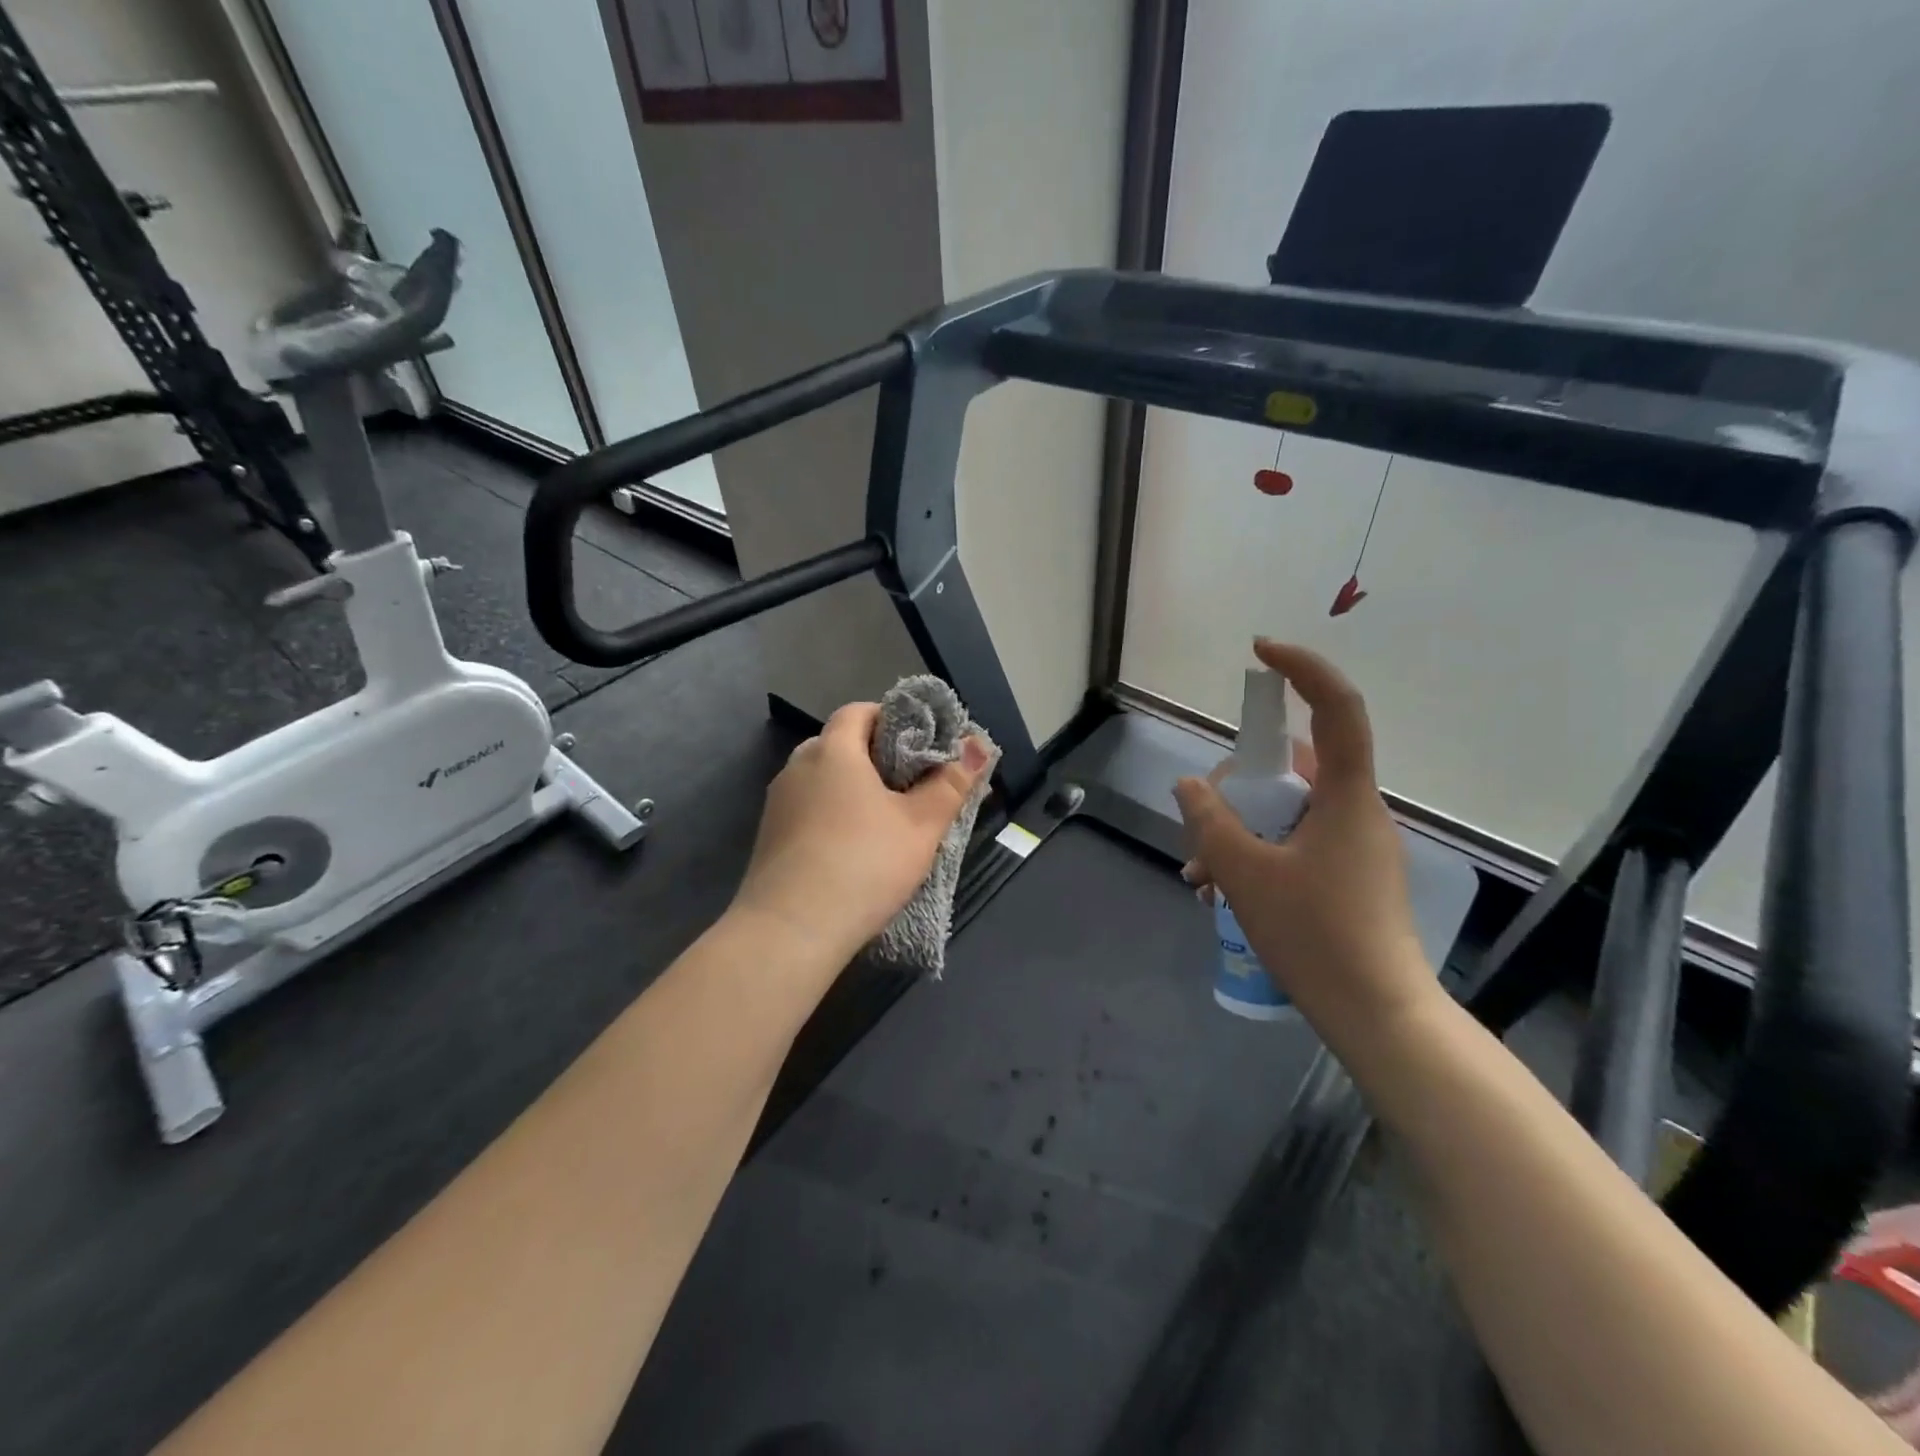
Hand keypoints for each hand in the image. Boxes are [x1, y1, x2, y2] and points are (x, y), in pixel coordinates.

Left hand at [733, 702, 992, 961]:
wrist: (791, 932)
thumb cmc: (864, 864)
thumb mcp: (921, 826)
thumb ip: (951, 783)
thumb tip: (980, 745)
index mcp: (832, 751)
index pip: (859, 711)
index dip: (891, 720)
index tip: (920, 746)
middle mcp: (797, 767)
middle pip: (840, 745)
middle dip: (875, 759)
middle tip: (911, 786)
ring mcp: (777, 803)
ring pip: (822, 781)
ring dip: (852, 791)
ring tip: (885, 821)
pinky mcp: (768, 837)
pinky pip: (807, 811)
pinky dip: (831, 817)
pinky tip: (851, 850)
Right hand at [1174, 640, 1432, 1029]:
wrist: (1378, 1015)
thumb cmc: (1316, 936)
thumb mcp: (1245, 874)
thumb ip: (1210, 822)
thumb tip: (1190, 785)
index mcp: (1347, 797)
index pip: (1338, 709)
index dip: (1303, 669)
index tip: (1260, 651)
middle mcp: (1357, 810)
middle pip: (1291, 768)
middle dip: (1236, 788)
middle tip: (1197, 830)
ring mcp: (1355, 844)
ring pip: (1286, 811)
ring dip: (1238, 830)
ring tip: (1200, 876)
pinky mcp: (1348, 874)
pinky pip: (1294, 842)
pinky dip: (1256, 853)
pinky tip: (1221, 892)